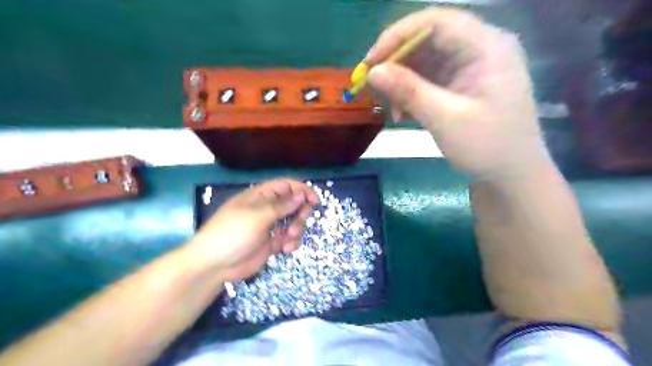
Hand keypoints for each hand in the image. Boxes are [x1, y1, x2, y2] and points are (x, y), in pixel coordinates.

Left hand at [185, 179, 317, 281]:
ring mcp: (269, 226)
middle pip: (293, 203)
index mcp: (260, 196)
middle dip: (301, 211)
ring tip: (289, 238)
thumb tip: (302, 194)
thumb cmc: (232, 233)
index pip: (285, 186)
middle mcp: (267, 209)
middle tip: (301, 219)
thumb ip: (281, 206)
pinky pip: (288, 238)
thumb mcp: (257, 216)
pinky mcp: (271, 243)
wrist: (214, 265)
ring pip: (293, 221)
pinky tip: (285, 249)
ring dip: (297, 229)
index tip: (315, 200)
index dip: (301, 190)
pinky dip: (291, 242)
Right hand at [365, 6, 550, 181]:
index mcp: (487, 46)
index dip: (398, 36)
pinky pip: (430, 78)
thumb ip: (409, 91)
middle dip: (397, 61)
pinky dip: (412, 93)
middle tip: (373, 85)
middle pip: (428, 39)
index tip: (370, 61)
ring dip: (402, 81)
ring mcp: (471, 67)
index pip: (436, 21)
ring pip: (426, 60)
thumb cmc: (486, 147)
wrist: (511, 175)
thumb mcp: (445, 119)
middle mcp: (480, 48)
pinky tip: (404, 113)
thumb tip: (372, 71)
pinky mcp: (462, 84)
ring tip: (392, 108)